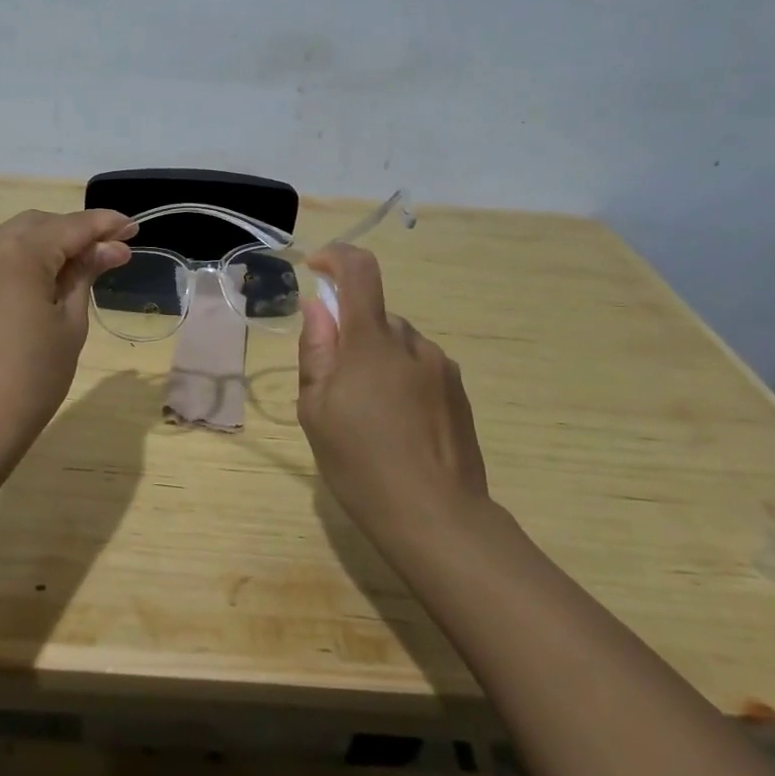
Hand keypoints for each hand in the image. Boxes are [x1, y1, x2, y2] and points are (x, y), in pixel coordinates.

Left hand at [0, 208, 135, 458]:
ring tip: (88, 264)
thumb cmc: (31, 376)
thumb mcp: (70, 323)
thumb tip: (111, 248)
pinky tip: (53, 278)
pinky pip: (1, 257)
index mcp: (18, 252)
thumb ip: (86, 275)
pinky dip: (29, 259)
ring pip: (19, 237)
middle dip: (78, 232)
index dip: (105, 225)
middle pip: (42, 225)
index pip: (71, 226)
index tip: (134, 229)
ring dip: (53, 244)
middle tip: (114, 251)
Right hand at [297, 243, 487, 538]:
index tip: (315, 268)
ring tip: (368, 415)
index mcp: (372, 342)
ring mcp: (442, 368)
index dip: (336, 257)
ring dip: (377, 360)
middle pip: (375, 315)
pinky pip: (420, 368)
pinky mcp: (459, 394)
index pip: (360, 272)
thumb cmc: (360, 463)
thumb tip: (318, 307)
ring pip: (398, 344)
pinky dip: (401, 380)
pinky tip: (397, 427)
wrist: (437, 519)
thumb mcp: (316, 410)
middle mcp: (412, 343)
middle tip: (334, 384)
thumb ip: (317, 350)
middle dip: (351, 334)